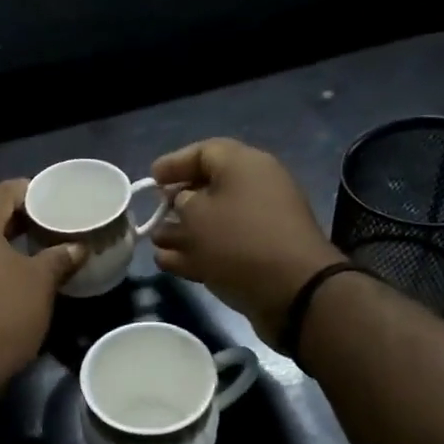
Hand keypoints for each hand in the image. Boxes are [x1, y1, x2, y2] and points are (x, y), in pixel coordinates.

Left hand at [0, 180, 84, 384]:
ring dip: (2, 242)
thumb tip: (77, 247)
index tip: (59, 202)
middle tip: (51, 226)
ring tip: (34, 250)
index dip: (35, 193)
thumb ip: (60, 257)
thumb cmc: (2, 312)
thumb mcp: (40, 282)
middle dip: (20, 218)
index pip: (4, 191)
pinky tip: (9, 276)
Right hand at [151, 139, 344, 343]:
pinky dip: (194, 252)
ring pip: (213, 222)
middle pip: (209, 187)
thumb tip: (182, 202)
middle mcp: (254, 189)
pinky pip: (220, 247)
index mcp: (245, 166)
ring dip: (181, 231)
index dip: (174, 163)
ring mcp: (258, 225)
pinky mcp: (257, 257)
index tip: (151, 179)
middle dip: (176, 201)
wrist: (293, 291)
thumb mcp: (197, 214)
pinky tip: (166, 262)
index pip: (205, 152)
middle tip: (153, 211)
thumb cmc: (239, 240)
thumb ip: (181, 202)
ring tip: (153, 242)